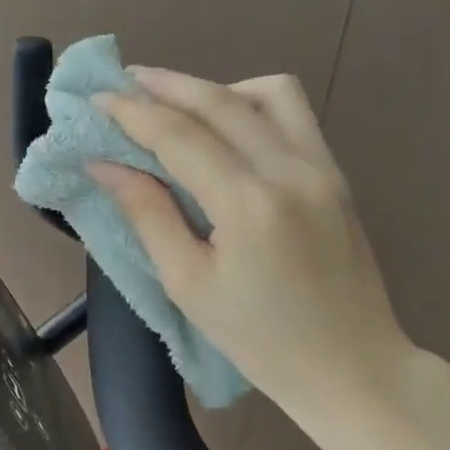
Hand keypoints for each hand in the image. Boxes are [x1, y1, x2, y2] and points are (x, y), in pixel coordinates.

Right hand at [91, 68, 417, 421]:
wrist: (353, 368)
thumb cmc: (260, 339)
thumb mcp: (187, 284)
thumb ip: (147, 214)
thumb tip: (104, 164)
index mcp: (249, 205)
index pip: (179, 135)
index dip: (131, 111)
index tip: (95, 99)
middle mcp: (290, 170)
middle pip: (219, 100)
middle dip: (164, 85)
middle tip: (122, 81)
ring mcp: (321, 167)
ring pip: (266, 92)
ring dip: (212, 88)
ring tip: (175, 104)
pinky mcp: (336, 173)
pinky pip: (293, 113)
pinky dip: (250, 103)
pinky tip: (223, 127)